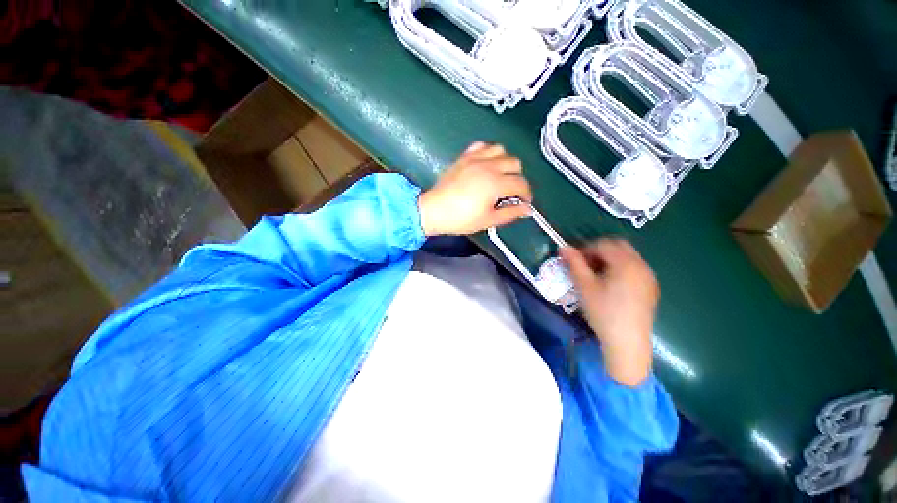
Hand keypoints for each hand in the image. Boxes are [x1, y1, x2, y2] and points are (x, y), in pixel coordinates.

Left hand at [418, 143, 532, 235]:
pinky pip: (482, 146)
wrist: (434, 210)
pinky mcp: (464, 157)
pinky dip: (489, 153)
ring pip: (501, 150)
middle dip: (518, 178)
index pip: (521, 184)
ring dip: (505, 162)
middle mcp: (489, 166)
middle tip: (510, 192)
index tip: (524, 202)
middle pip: (515, 163)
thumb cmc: (461, 219)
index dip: (527, 194)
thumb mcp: (488, 220)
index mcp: (496, 183)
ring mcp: (475, 159)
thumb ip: (510, 213)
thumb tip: (527, 209)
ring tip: (499, 176)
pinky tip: (486, 165)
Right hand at [559, 239, 657, 386]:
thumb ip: (574, 263)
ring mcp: (649, 277)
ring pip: (627, 257)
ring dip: (609, 259)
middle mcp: (641, 265)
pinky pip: (634, 269)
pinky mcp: (650, 288)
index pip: (603, 244)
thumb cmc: (603, 312)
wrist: (627, 342)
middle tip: (584, 265)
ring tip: (595, 276)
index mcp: (626, 263)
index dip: (585, 249)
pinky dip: (620, 269)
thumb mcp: (584, 286)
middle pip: (618, 247)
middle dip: (598, 251)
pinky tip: (610, 285)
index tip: (573, 261)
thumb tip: (563, 247)